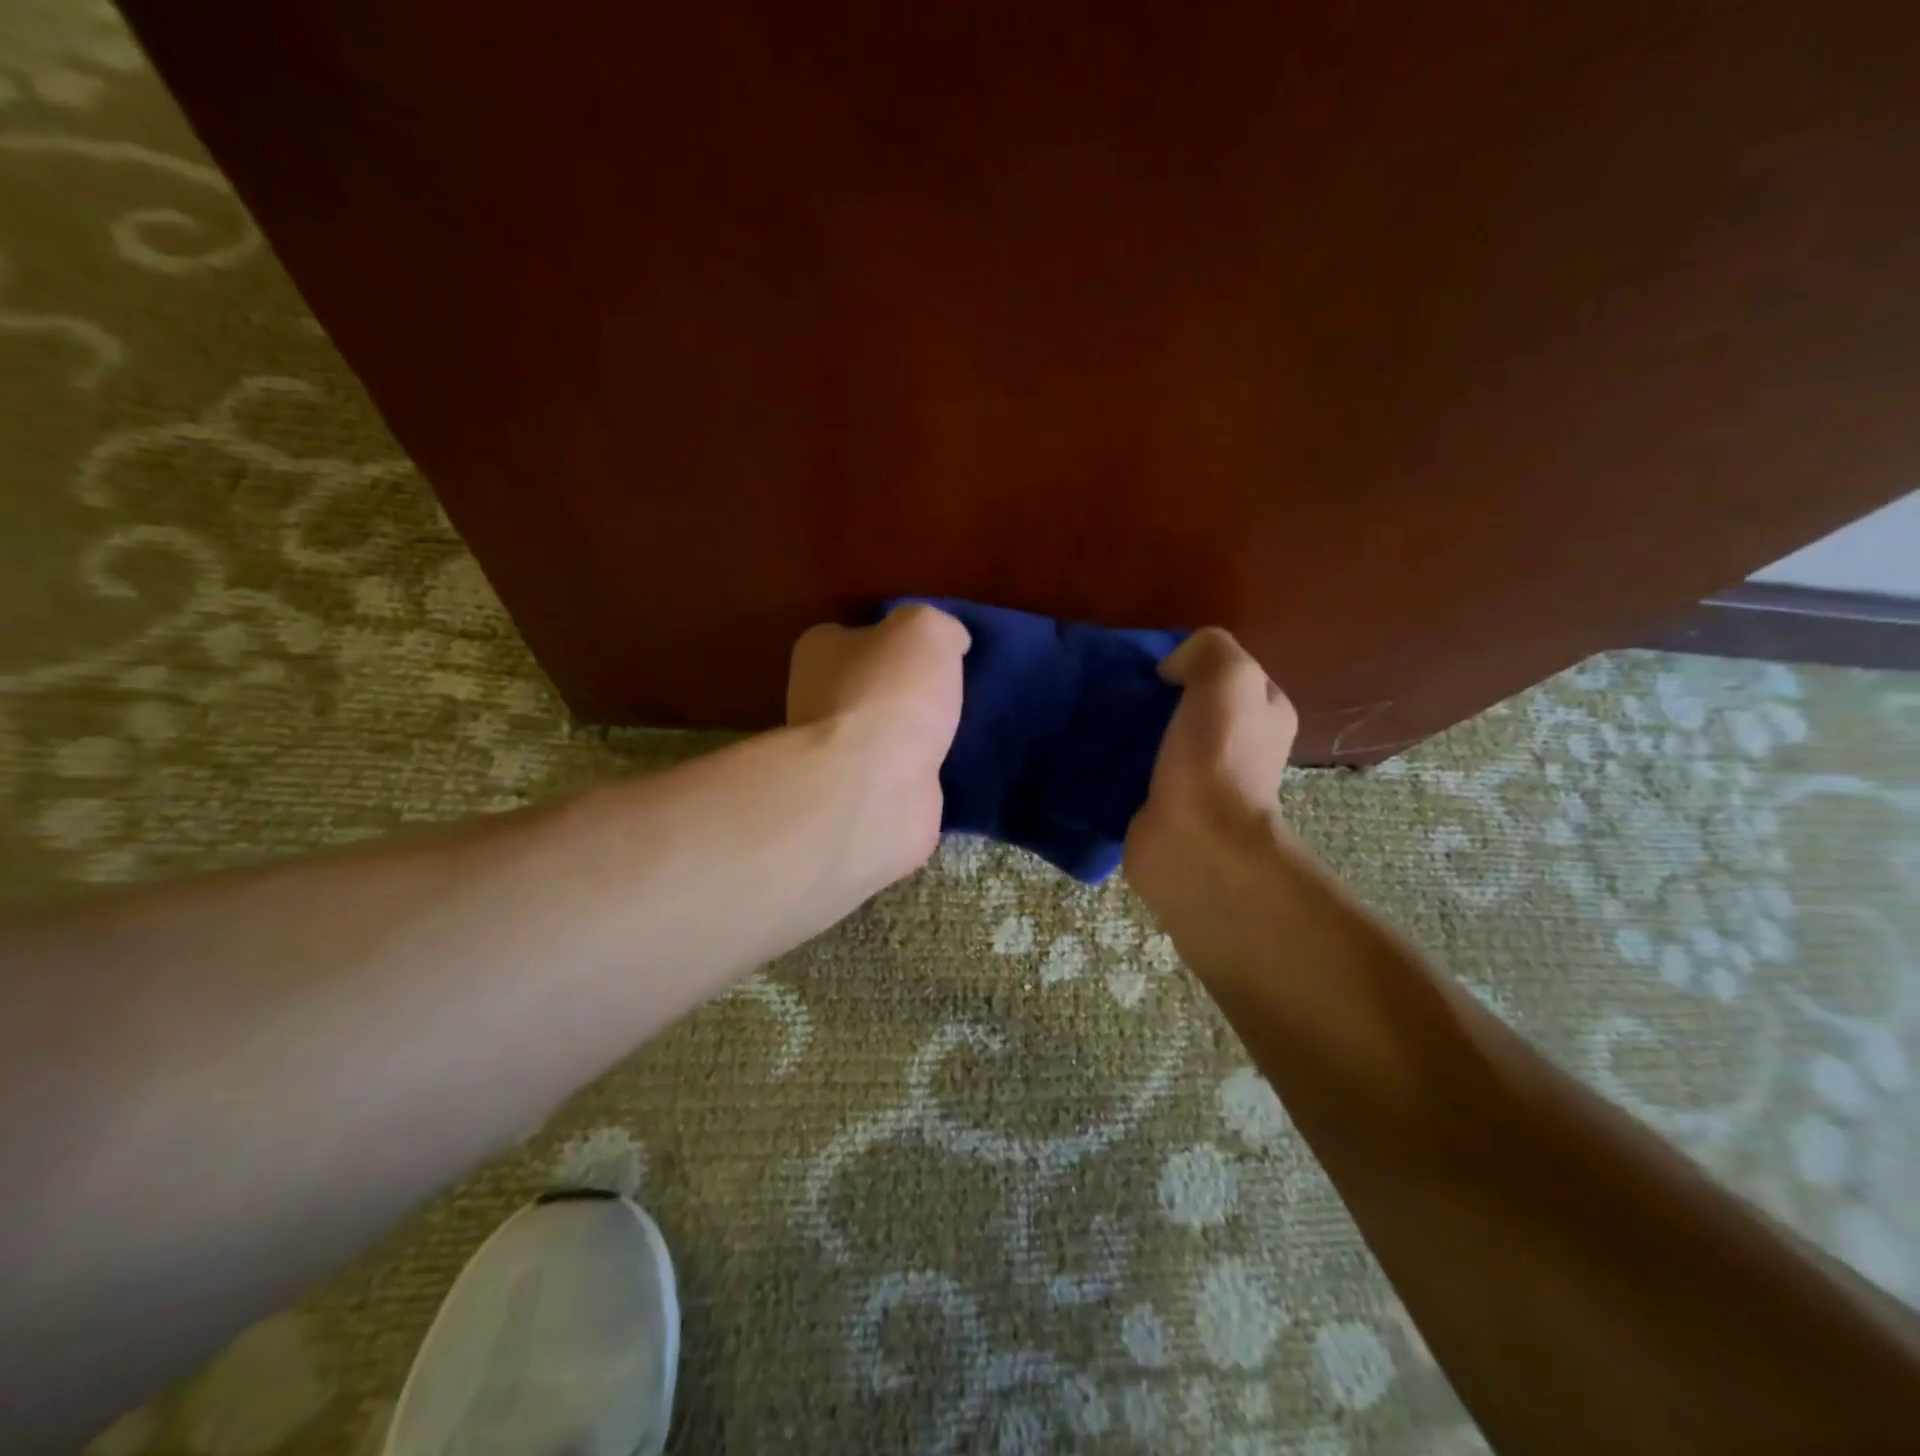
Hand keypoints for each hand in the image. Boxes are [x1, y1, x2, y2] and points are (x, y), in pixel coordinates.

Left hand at [787, 604, 970, 879]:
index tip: (932, 651)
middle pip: (869, 686)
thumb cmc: (889, 693)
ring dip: (916, 736)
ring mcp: (836, 755)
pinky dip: (921, 773)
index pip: (853, 635)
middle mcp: (817, 701)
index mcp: (820, 652)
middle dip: (906, 691)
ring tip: (963, 730)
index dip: (893, 639)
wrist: (871, 788)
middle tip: (953, 692)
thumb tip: (951, 641)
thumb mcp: (926, 629)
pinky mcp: (860, 797)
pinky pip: (898, 775)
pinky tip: (953, 769)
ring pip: (884, 734)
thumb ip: (939, 627)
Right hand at [1124, 628, 1299, 972]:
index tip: (1153, 668)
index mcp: (1264, 714)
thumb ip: (1206, 650)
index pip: (1226, 673)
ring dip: (1130, 731)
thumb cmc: (1217, 758)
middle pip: (1188, 706)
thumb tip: (1169, 670)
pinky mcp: (1161, 810)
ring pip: (1158, 740)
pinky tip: (1090, 755)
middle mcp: (1238, 748)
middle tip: (1117, 693)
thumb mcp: (1228, 677)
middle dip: (1154, 697)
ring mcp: (1198, 782)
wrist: (1194, 844)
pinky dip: (1114, 765)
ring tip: (1096, 719)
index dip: (1191, 662)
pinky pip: (1134, 774)